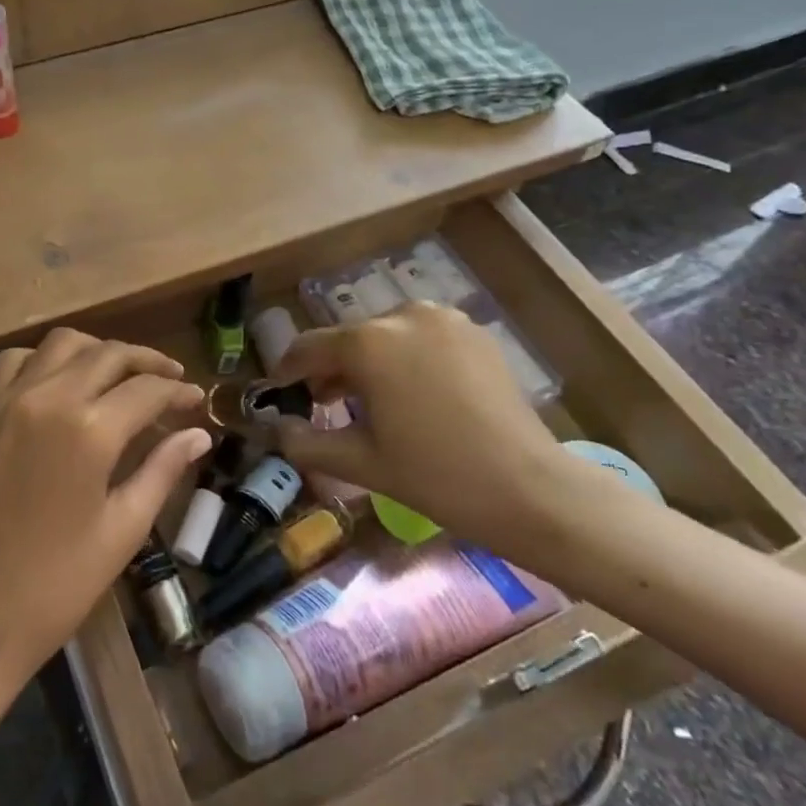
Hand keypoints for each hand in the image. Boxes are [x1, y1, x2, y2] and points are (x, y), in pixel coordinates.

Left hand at [0, 329, 210, 687]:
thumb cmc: (59, 585)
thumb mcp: (123, 528)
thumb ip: (163, 470)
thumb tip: (198, 435)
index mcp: (90, 430)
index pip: (147, 390)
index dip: (178, 391)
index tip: (196, 399)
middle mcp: (48, 398)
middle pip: (108, 355)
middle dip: (147, 362)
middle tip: (170, 380)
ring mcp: (8, 400)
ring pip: (62, 344)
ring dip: (97, 351)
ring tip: (119, 376)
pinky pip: (15, 361)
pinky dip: (45, 359)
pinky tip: (60, 383)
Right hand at [272, 302, 581, 551]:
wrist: (530, 490)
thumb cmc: (435, 476)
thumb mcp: (360, 462)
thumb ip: (305, 442)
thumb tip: (275, 429)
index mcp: (368, 342)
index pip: (308, 347)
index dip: (287, 370)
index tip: (279, 392)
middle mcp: (402, 315)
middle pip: (349, 339)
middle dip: (332, 368)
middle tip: (325, 404)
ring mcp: (444, 319)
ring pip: (385, 336)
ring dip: (369, 361)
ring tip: (372, 402)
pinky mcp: (474, 332)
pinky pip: (421, 338)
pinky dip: (406, 358)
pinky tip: (414, 395)